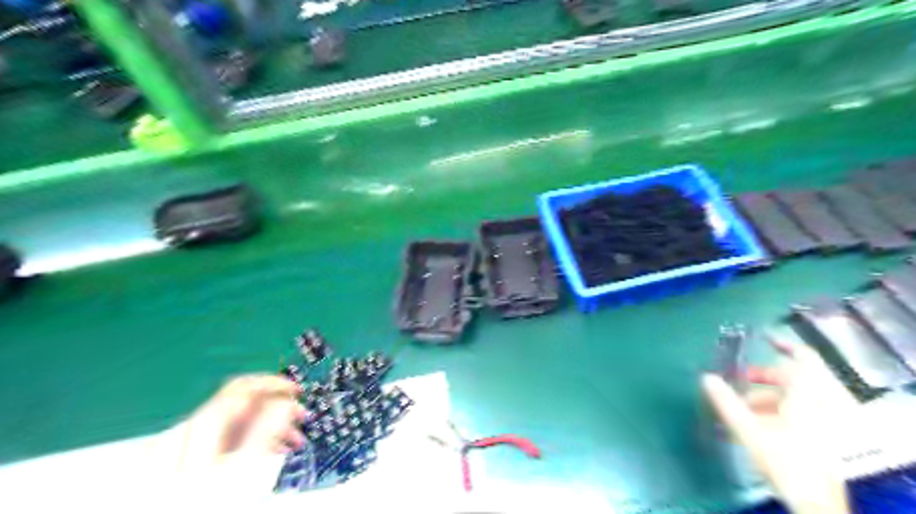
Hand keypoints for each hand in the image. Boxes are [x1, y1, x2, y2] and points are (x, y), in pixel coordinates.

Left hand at [172, 373, 308, 473]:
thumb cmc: (204, 503)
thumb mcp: (242, 465)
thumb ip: (265, 428)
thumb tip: (284, 403)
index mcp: (208, 422)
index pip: (246, 385)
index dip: (275, 384)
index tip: (297, 391)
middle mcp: (201, 426)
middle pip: (248, 402)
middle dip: (279, 407)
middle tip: (300, 417)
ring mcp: (200, 442)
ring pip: (245, 420)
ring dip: (274, 425)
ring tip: (293, 439)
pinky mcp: (203, 456)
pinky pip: (238, 435)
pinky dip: (259, 438)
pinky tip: (274, 450)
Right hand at [703, 341, 859, 513]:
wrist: (818, 501)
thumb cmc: (786, 459)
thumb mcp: (749, 429)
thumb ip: (726, 401)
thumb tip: (706, 377)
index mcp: (808, 392)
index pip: (801, 356)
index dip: (782, 344)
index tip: (763, 337)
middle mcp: (824, 400)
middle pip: (793, 377)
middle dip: (763, 376)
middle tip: (739, 378)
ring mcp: (829, 418)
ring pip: (798, 395)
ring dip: (769, 394)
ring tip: (743, 405)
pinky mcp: (829, 433)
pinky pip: (804, 409)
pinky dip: (782, 408)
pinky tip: (761, 421)